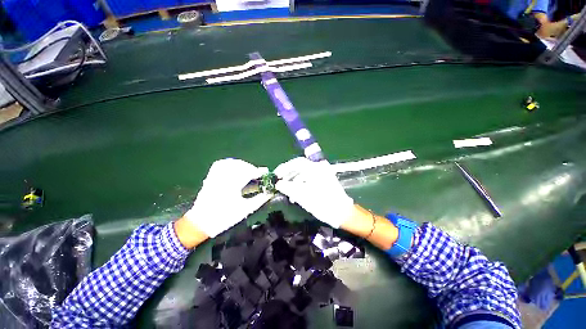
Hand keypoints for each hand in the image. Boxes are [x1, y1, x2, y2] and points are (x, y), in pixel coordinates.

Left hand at [183, 159, 271, 236]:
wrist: (201, 223)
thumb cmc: (224, 218)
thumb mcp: (245, 210)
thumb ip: (259, 200)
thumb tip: (270, 193)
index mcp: (232, 186)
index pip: (248, 173)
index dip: (257, 172)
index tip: (265, 173)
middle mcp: (223, 178)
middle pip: (240, 165)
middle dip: (251, 168)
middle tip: (258, 174)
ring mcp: (215, 176)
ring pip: (230, 163)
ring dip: (242, 164)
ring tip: (248, 170)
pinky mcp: (210, 177)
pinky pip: (220, 164)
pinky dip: (230, 163)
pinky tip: (235, 167)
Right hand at [274, 157, 353, 227]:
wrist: (342, 213)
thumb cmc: (323, 204)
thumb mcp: (303, 196)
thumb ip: (288, 188)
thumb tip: (278, 184)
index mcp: (315, 169)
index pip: (297, 163)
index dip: (285, 168)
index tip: (276, 175)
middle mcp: (319, 168)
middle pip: (300, 167)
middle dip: (288, 174)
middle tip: (280, 182)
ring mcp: (322, 174)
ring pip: (304, 174)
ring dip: (293, 181)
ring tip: (287, 191)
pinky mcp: (324, 181)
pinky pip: (309, 179)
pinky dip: (301, 184)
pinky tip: (296, 194)